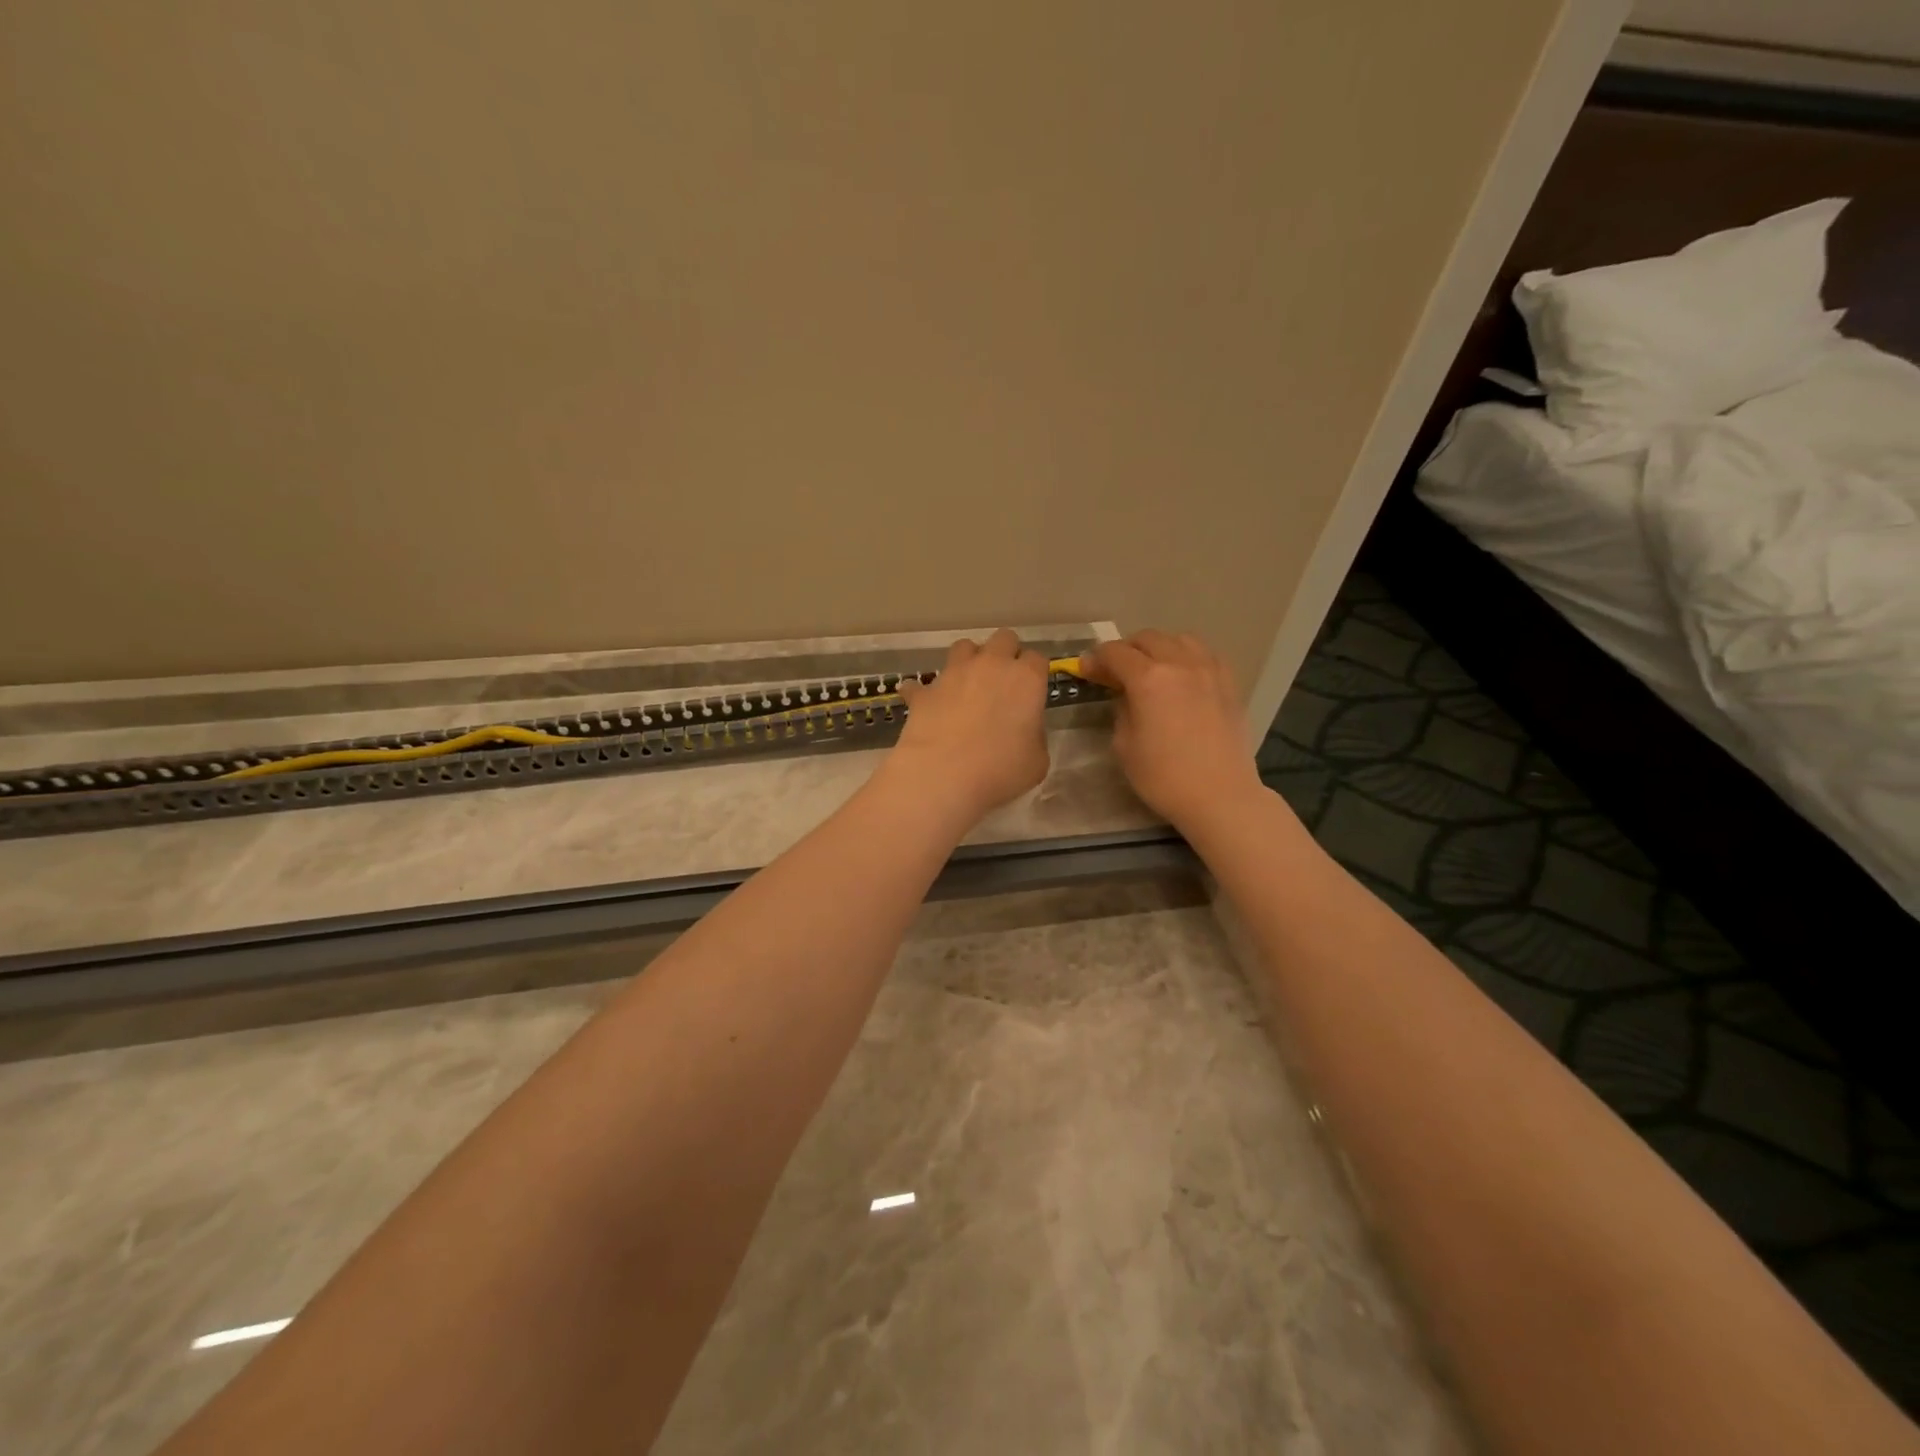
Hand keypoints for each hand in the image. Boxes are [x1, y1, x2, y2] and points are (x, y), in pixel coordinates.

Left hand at [887, 629, 1050, 824]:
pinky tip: (926, 705)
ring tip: (967, 686)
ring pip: (964, 647)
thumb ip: (1034, 735)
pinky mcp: (925, 691)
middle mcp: (991, 665)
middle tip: (1003, 683)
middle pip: (1003, 639)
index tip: (1032, 691)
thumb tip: (1024, 730)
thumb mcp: (1037, 761)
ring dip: (969, 661)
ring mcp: (954, 673)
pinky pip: (922, 684)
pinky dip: (925, 692)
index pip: (1037, 659)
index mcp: (1026, 679)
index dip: (1035, 673)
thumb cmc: (1001, 770)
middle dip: (1006, 654)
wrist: (943, 775)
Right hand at [1077, 630, 1263, 831]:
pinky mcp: (1229, 682)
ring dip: (1158, 647)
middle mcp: (1180, 663)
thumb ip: (1121, 710)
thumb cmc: (1164, 777)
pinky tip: (1183, 676)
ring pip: (1179, 639)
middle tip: (1115, 671)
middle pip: (1147, 638)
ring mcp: (1209, 669)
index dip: (1095, 659)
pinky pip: (1205, 654)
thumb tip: (1125, 694)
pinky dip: (1187, 657)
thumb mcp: (1124, 746)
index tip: (1086, 671)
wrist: (1220, 796)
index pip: (1115, 653)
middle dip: (1126, 650)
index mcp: (1149, 679)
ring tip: (1151, 668)